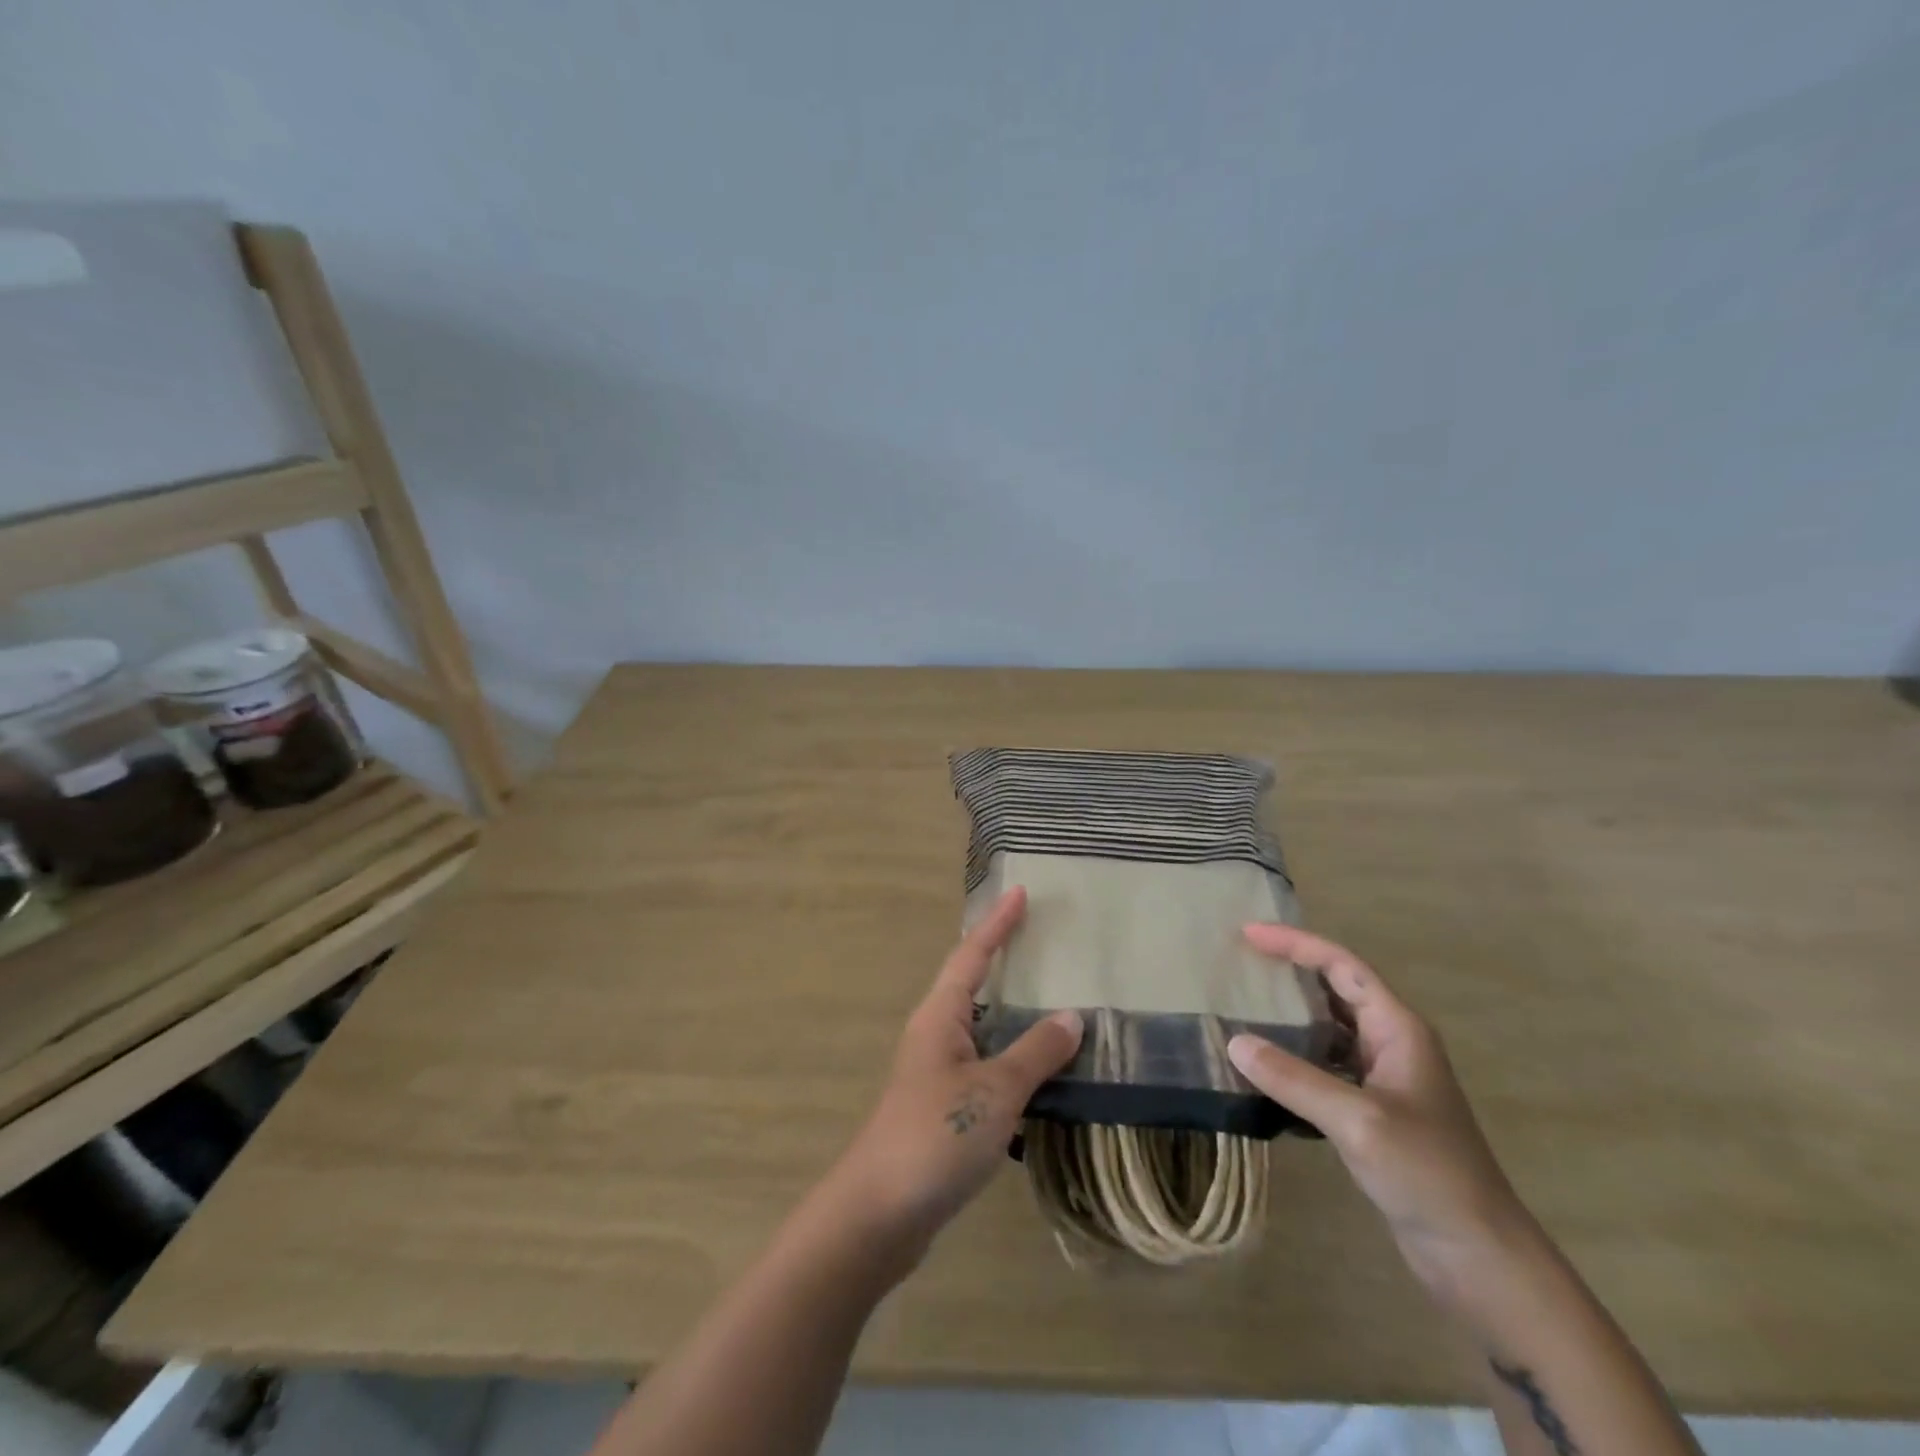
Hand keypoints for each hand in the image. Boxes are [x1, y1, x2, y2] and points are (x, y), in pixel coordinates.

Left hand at [826, 887, 1082, 1255]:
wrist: (879, 1215)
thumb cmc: (935, 1137)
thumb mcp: (995, 1092)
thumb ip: (1035, 1052)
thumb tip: (1071, 1016)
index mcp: (940, 1017)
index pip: (972, 955)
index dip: (997, 923)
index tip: (1020, 892)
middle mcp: (934, 1036)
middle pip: (973, 985)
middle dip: (1004, 961)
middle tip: (1043, 941)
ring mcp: (936, 1075)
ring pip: (982, 1031)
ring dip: (1014, 1016)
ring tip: (1054, 1002)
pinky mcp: (943, 1111)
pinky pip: (986, 1069)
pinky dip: (1014, 1062)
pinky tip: (1042, 1076)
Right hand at [1227, 924, 1537, 1298]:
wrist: (1479, 1256)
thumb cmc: (1428, 1174)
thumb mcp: (1358, 1121)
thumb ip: (1294, 1079)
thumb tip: (1234, 1042)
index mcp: (1398, 1029)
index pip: (1342, 966)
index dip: (1296, 944)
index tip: (1248, 934)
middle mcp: (1391, 1043)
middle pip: (1334, 989)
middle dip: (1289, 971)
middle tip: (1238, 964)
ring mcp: (1382, 1079)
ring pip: (1327, 1029)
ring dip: (1288, 1015)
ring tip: (1240, 1006)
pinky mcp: (1371, 1111)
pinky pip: (1323, 1066)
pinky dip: (1291, 1058)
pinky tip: (1260, 1067)